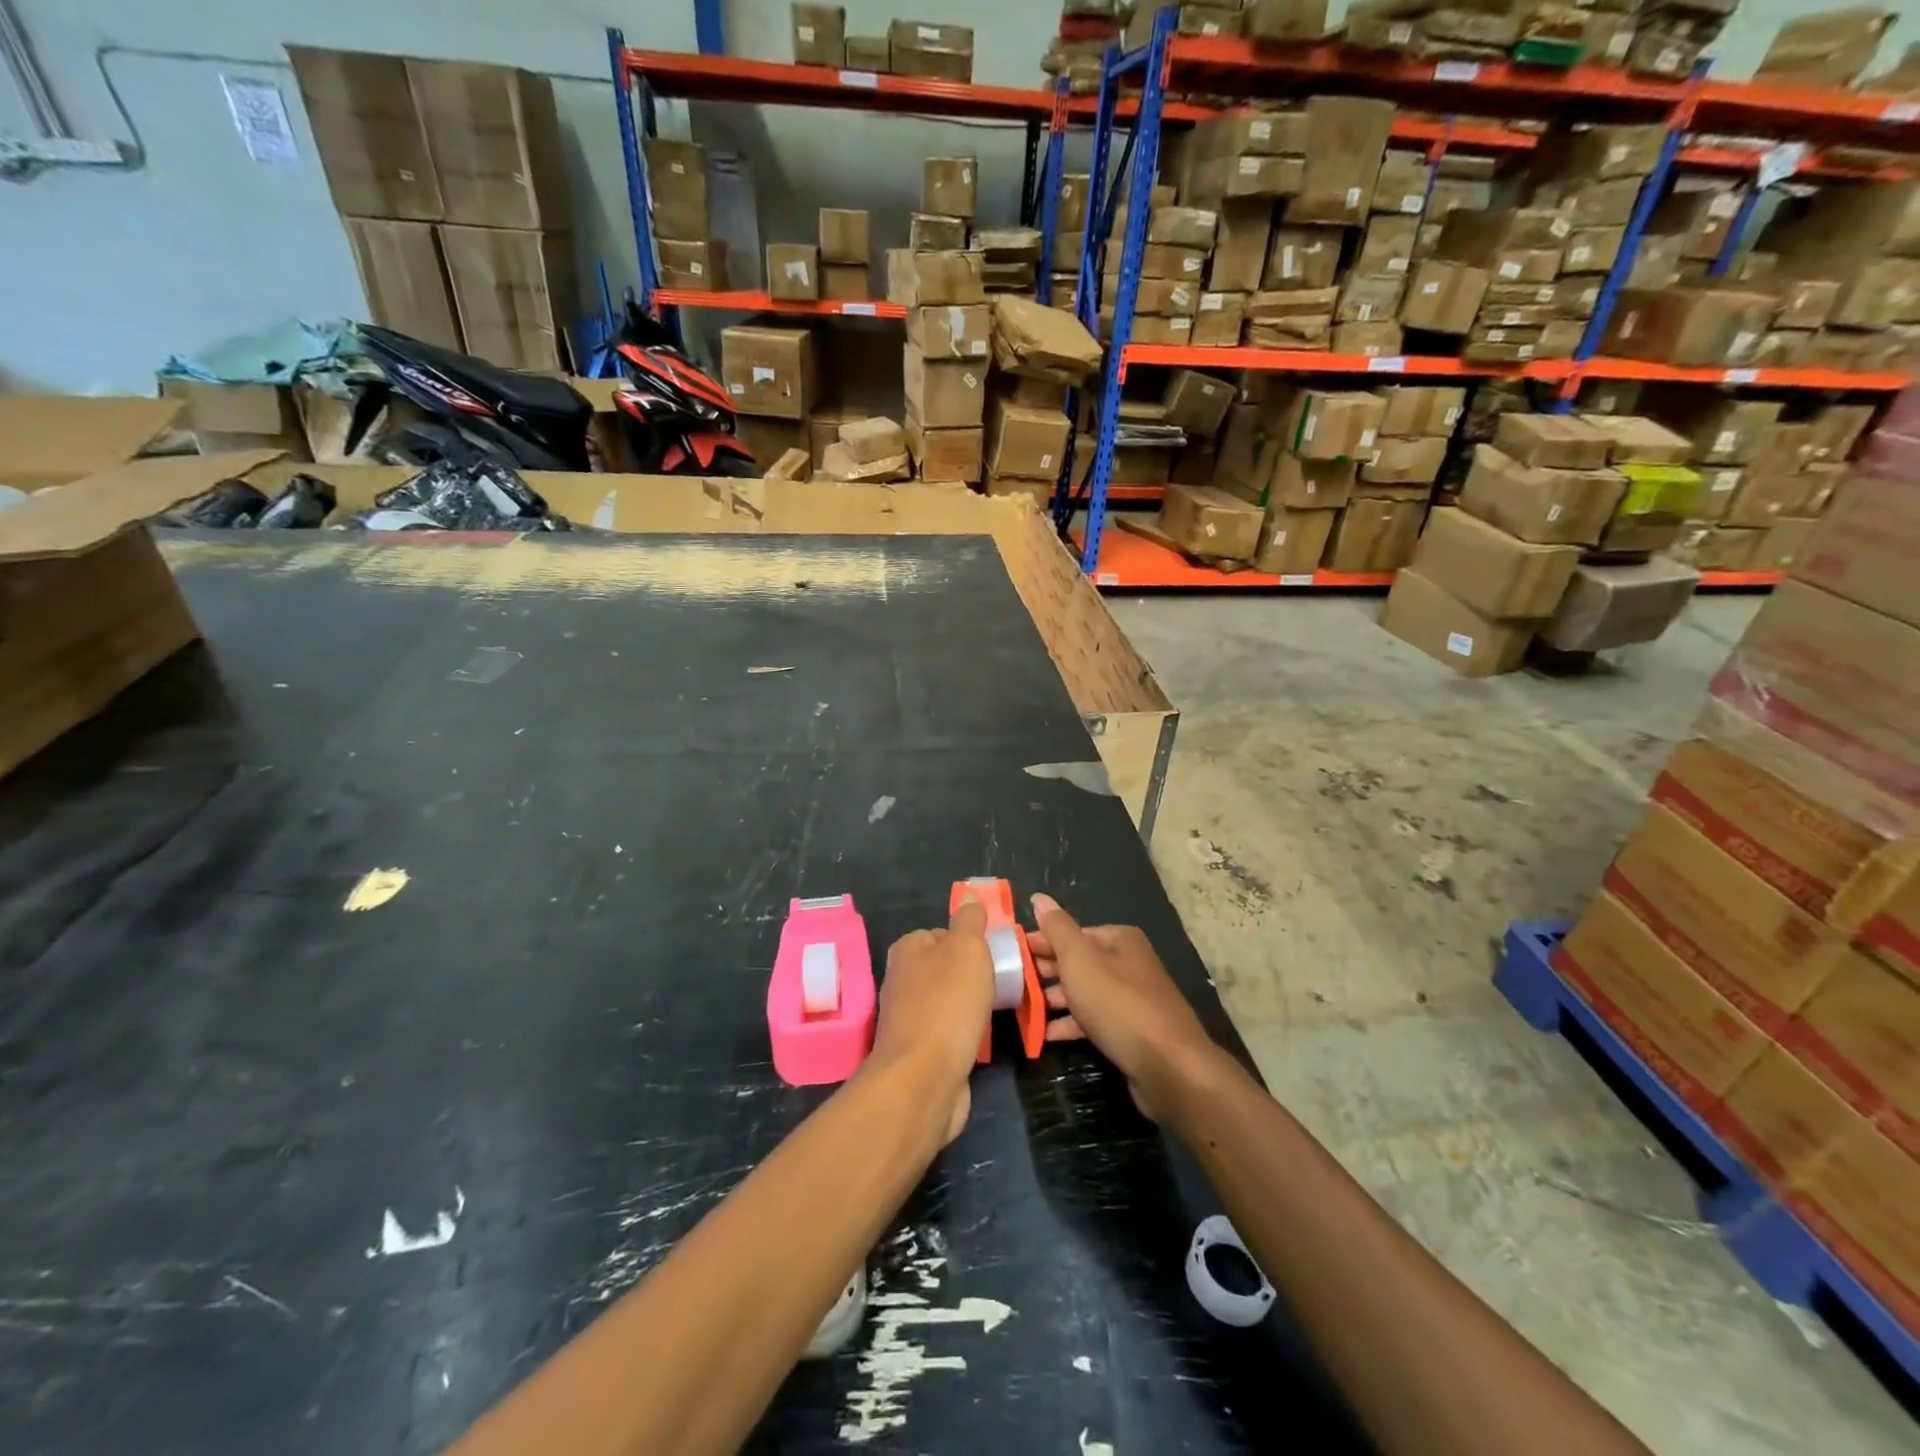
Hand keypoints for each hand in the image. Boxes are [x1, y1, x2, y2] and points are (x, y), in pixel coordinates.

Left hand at [869, 899, 994, 1144]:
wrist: (924, 1078)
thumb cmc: (948, 1003)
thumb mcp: (967, 948)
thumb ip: (970, 920)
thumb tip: (969, 897)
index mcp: (908, 949)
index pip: (943, 933)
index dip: (971, 942)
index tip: (995, 955)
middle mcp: (902, 979)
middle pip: (947, 968)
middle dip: (974, 976)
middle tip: (1002, 983)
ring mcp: (907, 1017)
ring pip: (948, 1001)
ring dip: (971, 1007)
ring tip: (996, 1012)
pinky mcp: (918, 1051)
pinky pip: (948, 1032)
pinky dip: (965, 1034)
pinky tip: (980, 1040)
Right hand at [1029, 893, 1222, 1121]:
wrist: (1169, 1067)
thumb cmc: (1118, 1004)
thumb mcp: (1080, 960)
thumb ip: (1057, 929)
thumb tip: (1039, 898)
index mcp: (1118, 939)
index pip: (1070, 933)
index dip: (1040, 942)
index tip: (1010, 954)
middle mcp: (1128, 963)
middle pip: (1078, 961)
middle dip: (1045, 972)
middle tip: (1012, 983)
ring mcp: (1132, 998)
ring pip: (1084, 991)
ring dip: (1055, 999)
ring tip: (1023, 1009)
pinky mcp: (1132, 1030)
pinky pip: (1094, 1020)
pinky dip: (1071, 1024)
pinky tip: (1046, 1034)